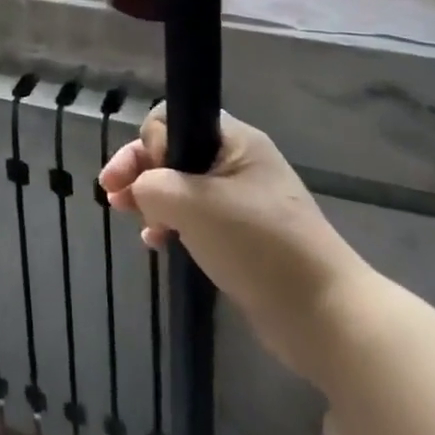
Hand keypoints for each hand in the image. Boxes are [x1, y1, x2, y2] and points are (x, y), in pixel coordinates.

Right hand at [99, 106, 374, 378]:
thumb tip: (141, 191)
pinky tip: (155, 242)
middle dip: (140, 169)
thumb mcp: (195, 205)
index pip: (175, 119)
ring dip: (151, 197)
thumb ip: (153, 186)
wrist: (325, 315)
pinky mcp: (242, 237)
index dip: (149, 142)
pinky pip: (196, 218)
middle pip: (175, 151)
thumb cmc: (258, 244)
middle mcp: (238, 162)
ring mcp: (241, 201)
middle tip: (110, 192)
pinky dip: (171, 224)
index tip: (139, 175)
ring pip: (182, 186)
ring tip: (125, 215)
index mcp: (234, 141)